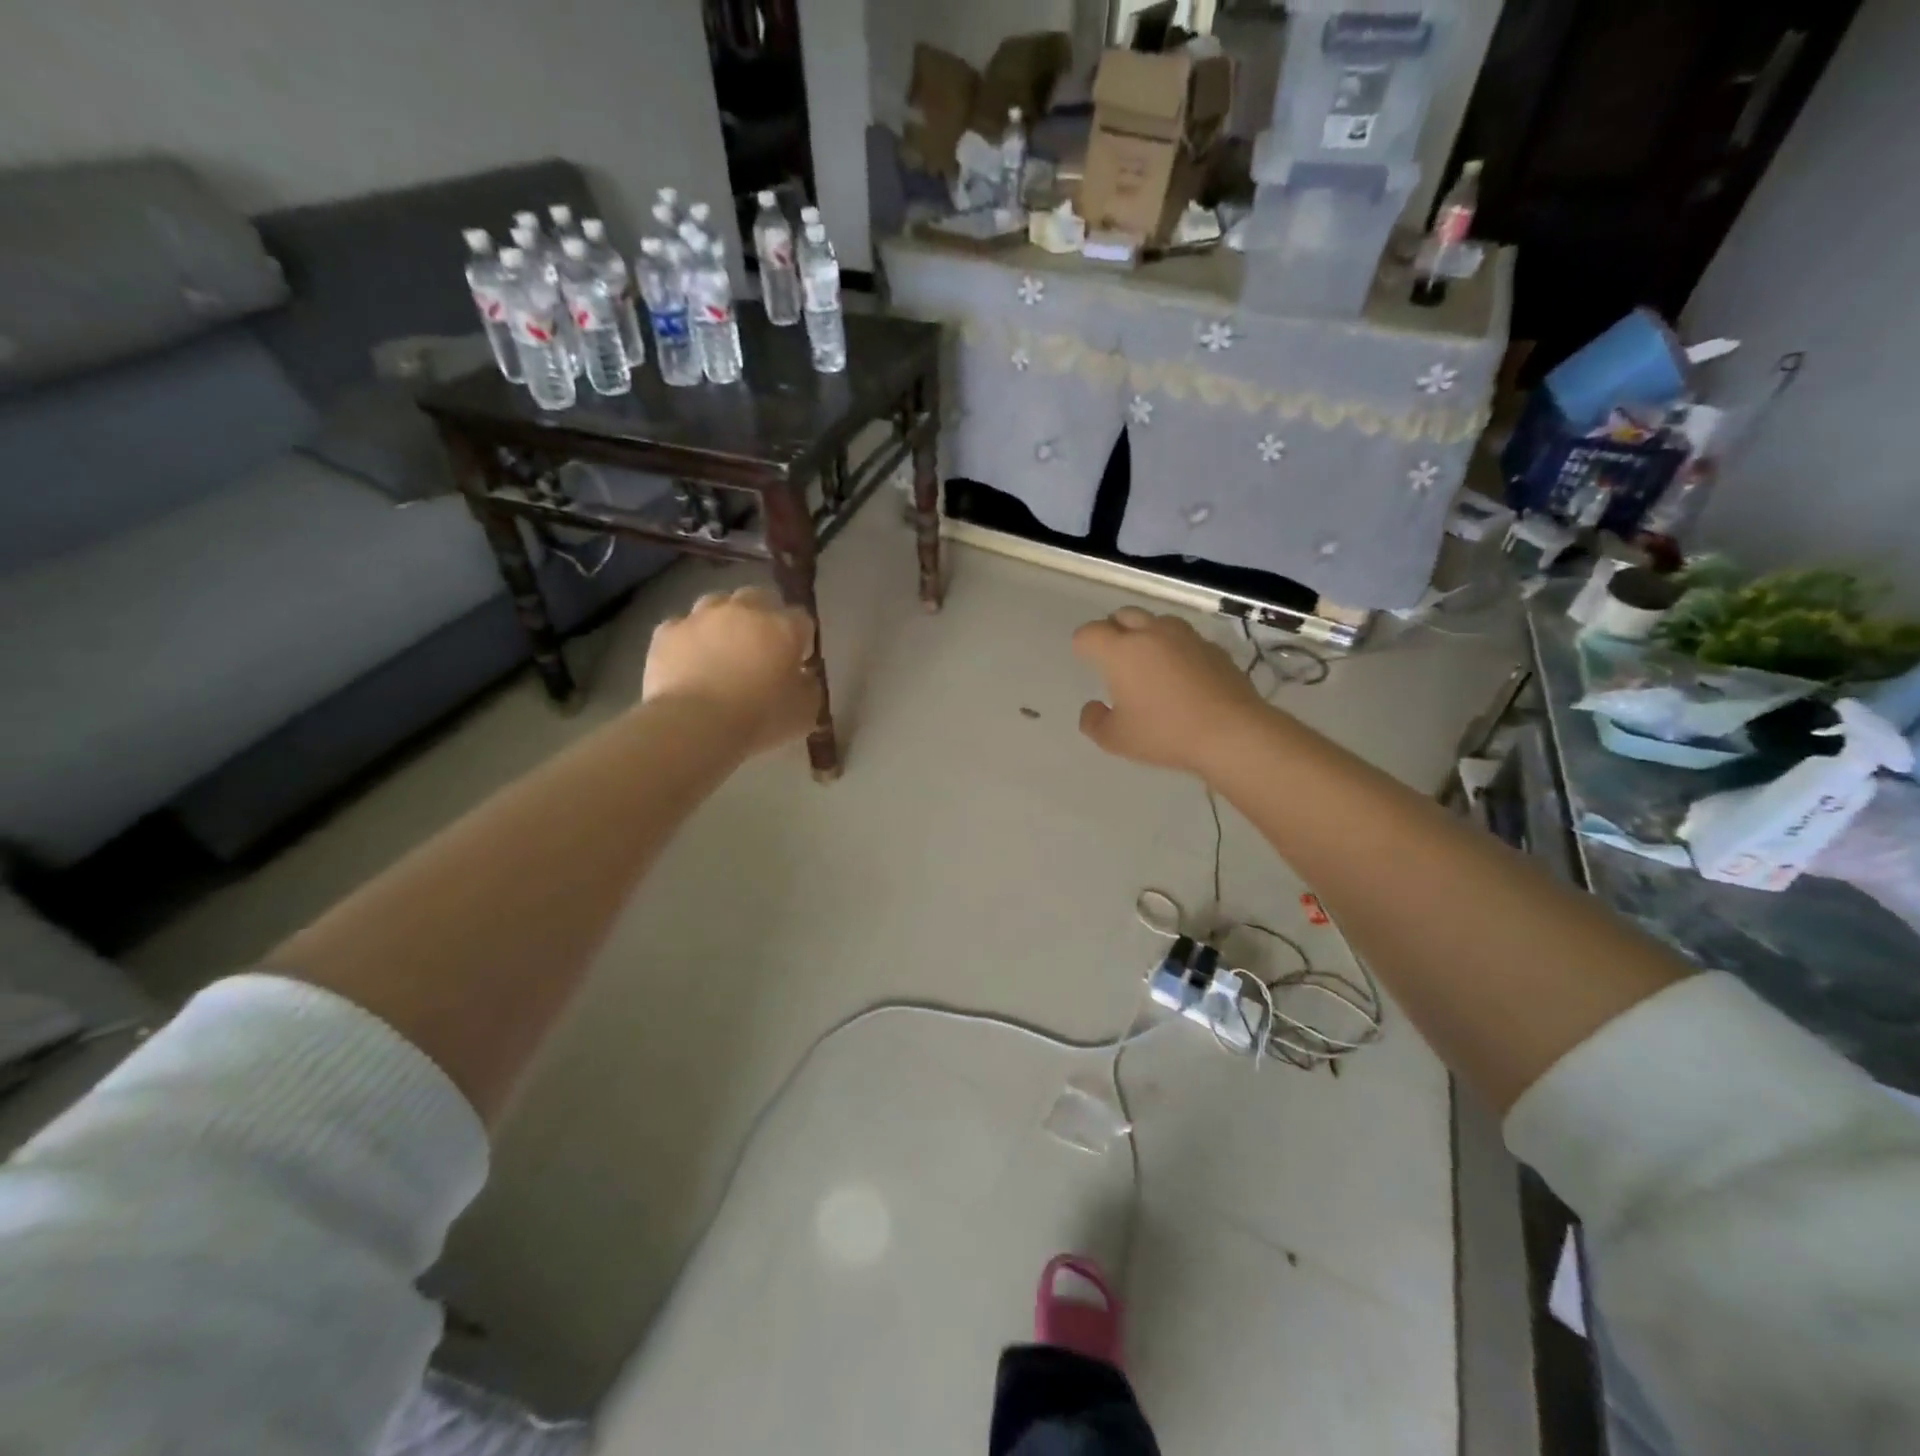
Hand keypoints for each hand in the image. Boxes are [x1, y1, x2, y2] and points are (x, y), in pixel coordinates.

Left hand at [643, 587, 819, 753]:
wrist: (694, 725)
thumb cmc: (759, 719)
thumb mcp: (805, 712)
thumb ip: (810, 687)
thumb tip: (803, 676)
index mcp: (783, 627)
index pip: (802, 620)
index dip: (801, 640)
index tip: (797, 661)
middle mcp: (744, 611)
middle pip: (760, 598)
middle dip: (764, 618)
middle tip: (761, 649)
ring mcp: (701, 617)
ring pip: (717, 603)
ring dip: (724, 620)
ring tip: (722, 648)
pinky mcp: (667, 632)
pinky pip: (682, 627)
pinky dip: (689, 639)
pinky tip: (689, 660)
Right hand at [1072, 607, 1269, 775]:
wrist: (1232, 732)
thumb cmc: (1165, 734)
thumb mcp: (1116, 739)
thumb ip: (1094, 721)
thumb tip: (1092, 707)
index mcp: (1121, 651)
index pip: (1090, 633)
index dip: (1082, 645)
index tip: (1085, 659)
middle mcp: (1151, 633)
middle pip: (1123, 615)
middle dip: (1112, 630)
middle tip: (1113, 656)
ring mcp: (1186, 637)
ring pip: (1156, 621)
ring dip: (1145, 633)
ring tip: (1147, 661)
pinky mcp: (1213, 648)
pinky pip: (1184, 638)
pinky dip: (1174, 648)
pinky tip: (1180, 674)